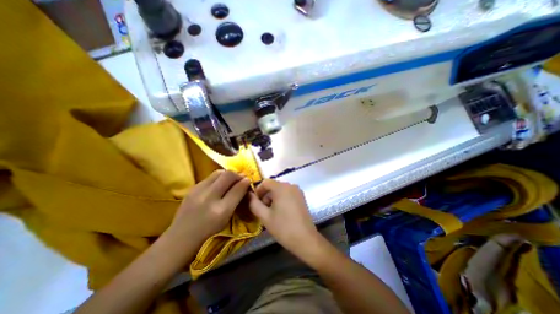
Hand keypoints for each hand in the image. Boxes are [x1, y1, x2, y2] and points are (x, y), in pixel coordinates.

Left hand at [167, 170, 249, 246]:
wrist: (181, 237)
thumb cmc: (209, 231)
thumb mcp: (227, 218)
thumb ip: (237, 199)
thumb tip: (245, 182)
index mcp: (221, 210)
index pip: (237, 189)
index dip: (245, 182)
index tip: (248, 180)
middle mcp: (209, 197)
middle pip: (228, 175)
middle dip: (237, 174)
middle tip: (241, 178)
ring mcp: (198, 191)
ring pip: (219, 173)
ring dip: (228, 174)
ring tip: (231, 180)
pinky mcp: (192, 188)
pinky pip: (210, 177)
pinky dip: (219, 177)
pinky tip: (219, 183)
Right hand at [248, 180, 321, 258]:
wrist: (305, 239)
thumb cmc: (283, 227)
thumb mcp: (265, 216)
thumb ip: (254, 204)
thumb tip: (248, 195)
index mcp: (281, 187)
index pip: (265, 182)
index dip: (258, 191)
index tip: (255, 203)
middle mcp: (291, 185)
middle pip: (273, 186)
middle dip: (266, 196)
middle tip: (263, 210)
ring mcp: (298, 191)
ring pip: (280, 190)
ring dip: (273, 198)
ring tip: (272, 213)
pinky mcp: (302, 197)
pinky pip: (288, 193)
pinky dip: (281, 199)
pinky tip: (282, 212)